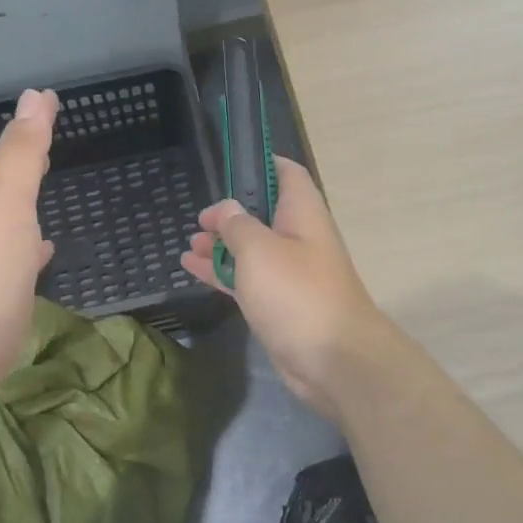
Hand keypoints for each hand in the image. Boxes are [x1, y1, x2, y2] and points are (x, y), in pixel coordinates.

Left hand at [0, 88, 57, 405]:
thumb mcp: (6, 204)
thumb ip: (21, 155)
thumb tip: (33, 96)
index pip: (11, 152)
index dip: (31, 125)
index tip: (50, 98)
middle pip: (9, 183)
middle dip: (29, 157)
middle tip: (49, 131)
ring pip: (16, 218)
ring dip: (30, 198)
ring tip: (51, 179)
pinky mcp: (4, 298)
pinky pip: (24, 259)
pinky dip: (35, 247)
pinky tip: (45, 249)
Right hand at [182, 156, 389, 418]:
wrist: (333, 360)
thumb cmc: (297, 293)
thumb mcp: (259, 250)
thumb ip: (237, 225)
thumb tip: (224, 210)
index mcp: (302, 214)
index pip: (286, 173)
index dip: (261, 163)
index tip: (229, 164)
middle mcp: (298, 238)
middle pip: (264, 213)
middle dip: (231, 212)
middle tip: (199, 218)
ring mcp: (289, 273)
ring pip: (251, 249)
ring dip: (222, 244)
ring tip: (190, 242)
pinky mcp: (278, 304)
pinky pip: (247, 279)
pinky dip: (222, 272)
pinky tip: (192, 268)